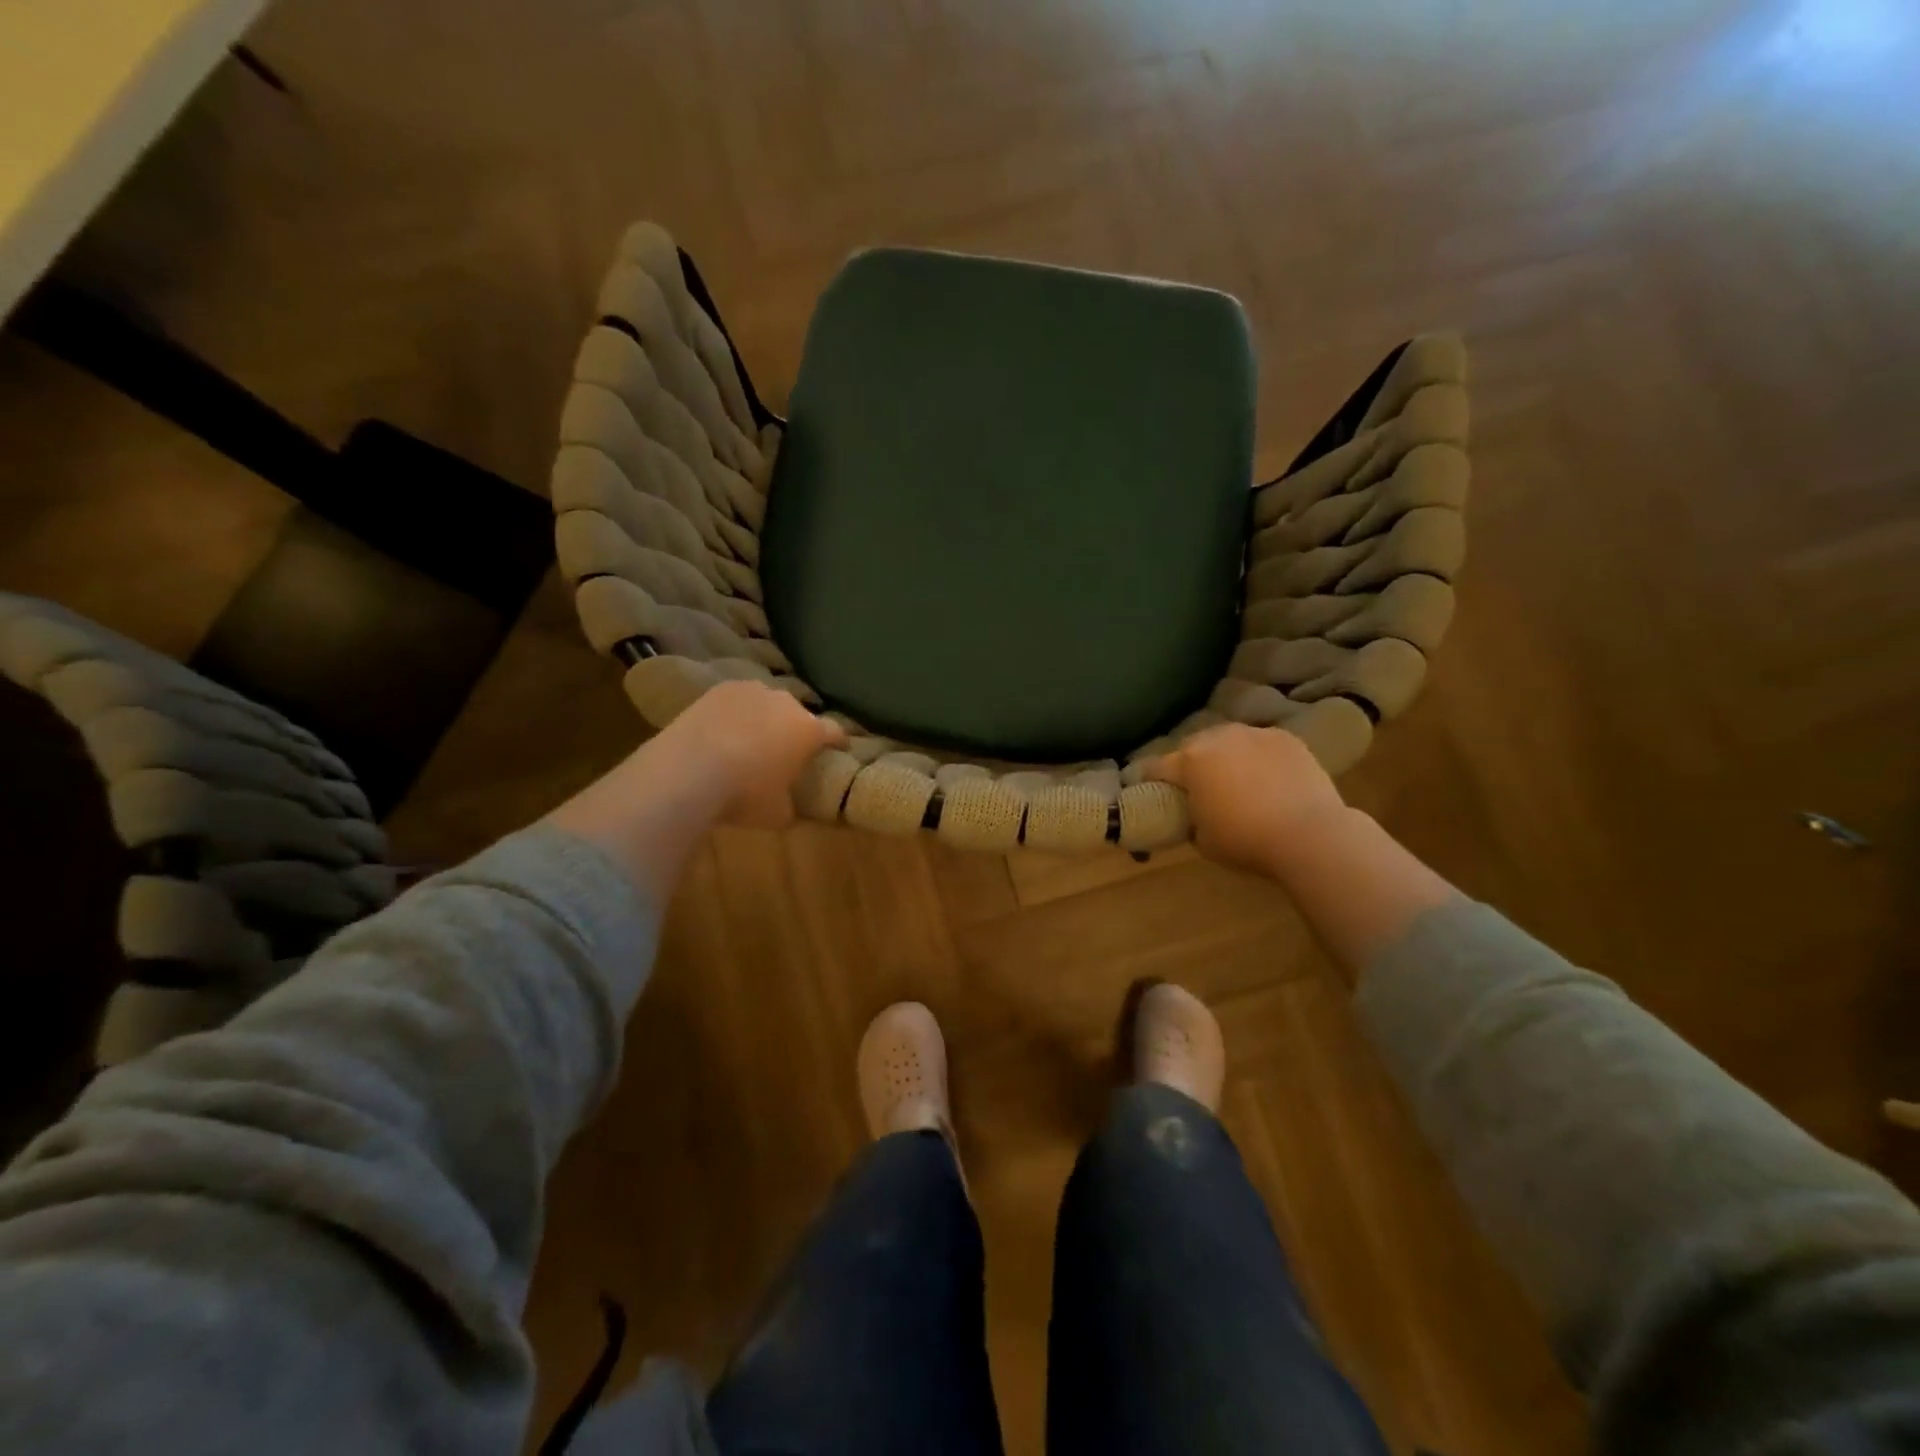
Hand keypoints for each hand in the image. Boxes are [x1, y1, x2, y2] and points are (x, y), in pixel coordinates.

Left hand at [642, 680, 847, 828]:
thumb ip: (791, 804)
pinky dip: (735, 713)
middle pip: (799, 714)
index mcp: (808, 731)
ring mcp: (751, 691)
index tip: (839, 750)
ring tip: (752, 738)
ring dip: (765, 717)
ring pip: (767, 703)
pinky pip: (737, 701)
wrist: (687, 772)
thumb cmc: (743, 795)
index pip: (835, 732)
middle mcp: (786, 703)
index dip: (839, 742)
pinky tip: (724, 730)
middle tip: (787, 749)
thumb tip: (790, 804)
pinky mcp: (719, 690)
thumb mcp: (777, 813)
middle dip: (796, 729)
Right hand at [1140, 723, 1346, 877]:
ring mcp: (1254, 734)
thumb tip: (1194, 814)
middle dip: (1190, 763)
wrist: (1310, 835)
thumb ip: (1191, 818)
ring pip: (1228, 740)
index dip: (1148, 779)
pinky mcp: (1286, 738)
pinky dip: (1258, 757)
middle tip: (1198, 787)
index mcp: (1189, 762)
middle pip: (1192, 746)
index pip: (1155, 766)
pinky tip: (1269, 778)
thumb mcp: (1202, 840)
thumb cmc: (1247, 841)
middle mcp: (1217, 738)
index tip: (1149, 790)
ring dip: (1225, 755)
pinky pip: (1261, 744)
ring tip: (1236, 779)